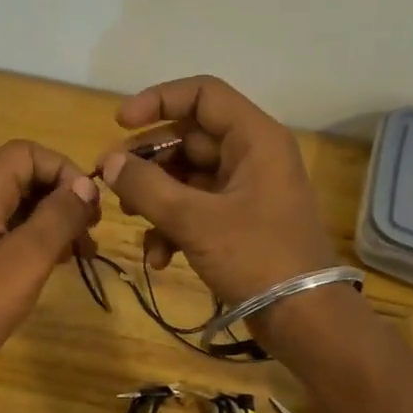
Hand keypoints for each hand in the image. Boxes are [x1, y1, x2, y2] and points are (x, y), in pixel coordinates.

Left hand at [0, 140, 99, 391]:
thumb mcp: (25, 258)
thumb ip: (59, 216)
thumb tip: (86, 184)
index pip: (28, 152)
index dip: (64, 171)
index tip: (90, 209)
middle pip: (24, 177)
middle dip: (63, 198)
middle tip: (91, 235)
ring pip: (18, 208)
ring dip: (53, 223)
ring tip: (82, 255)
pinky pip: (7, 236)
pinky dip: (35, 243)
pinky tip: (53, 268)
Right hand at [95, 75, 336, 306]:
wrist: (303, 318)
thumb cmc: (256, 257)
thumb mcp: (195, 220)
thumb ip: (147, 187)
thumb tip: (109, 164)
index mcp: (254, 139)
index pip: (202, 95)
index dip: (158, 100)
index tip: (120, 124)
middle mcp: (251, 156)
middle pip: (189, 138)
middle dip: (147, 160)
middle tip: (110, 180)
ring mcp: (245, 191)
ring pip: (187, 177)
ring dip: (155, 197)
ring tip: (130, 219)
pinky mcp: (238, 223)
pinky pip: (196, 209)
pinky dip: (173, 227)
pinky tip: (158, 258)